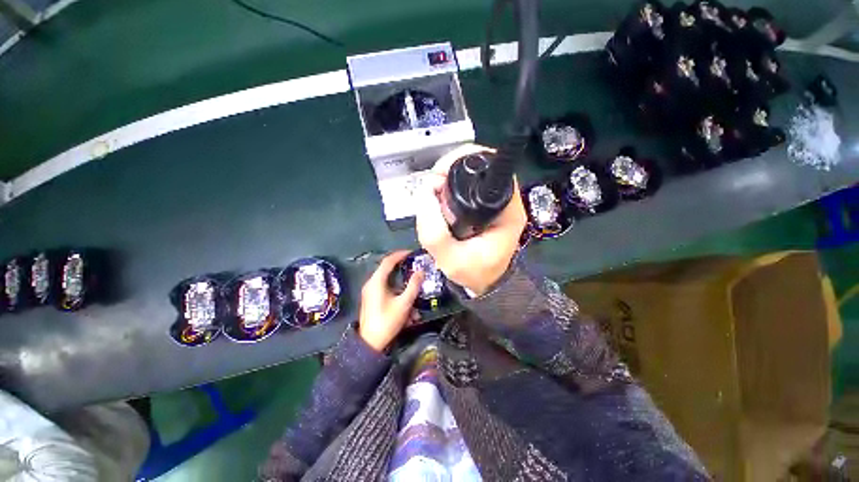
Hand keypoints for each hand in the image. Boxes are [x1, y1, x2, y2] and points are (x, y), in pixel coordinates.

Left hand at [358, 251, 423, 351]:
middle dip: (399, 264)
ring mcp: (369, 291)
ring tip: (408, 275)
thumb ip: (413, 286)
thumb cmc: (387, 321)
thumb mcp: (404, 303)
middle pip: (385, 268)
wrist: (370, 343)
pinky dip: (393, 284)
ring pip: (384, 277)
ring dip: (397, 276)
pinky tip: (402, 292)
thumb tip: (421, 271)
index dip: (400, 255)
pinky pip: (382, 285)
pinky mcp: (370, 298)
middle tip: (411, 262)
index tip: (411, 253)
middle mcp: (370, 283)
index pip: (388, 261)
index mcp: (376, 281)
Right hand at [416, 144, 526, 295]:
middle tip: (431, 187)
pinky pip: (468, 186)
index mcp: (507, 211)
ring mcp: (497, 202)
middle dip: (450, 170)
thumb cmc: (474, 274)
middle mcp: (507, 201)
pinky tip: (439, 199)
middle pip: (480, 166)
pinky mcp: (487, 206)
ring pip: (472, 174)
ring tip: (432, 194)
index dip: (461, 162)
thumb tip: (425, 193)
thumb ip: (434, 232)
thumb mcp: (451, 260)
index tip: (438, 176)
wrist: (485, 283)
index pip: (492, 168)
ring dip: (448, 178)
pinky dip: (450, 187)